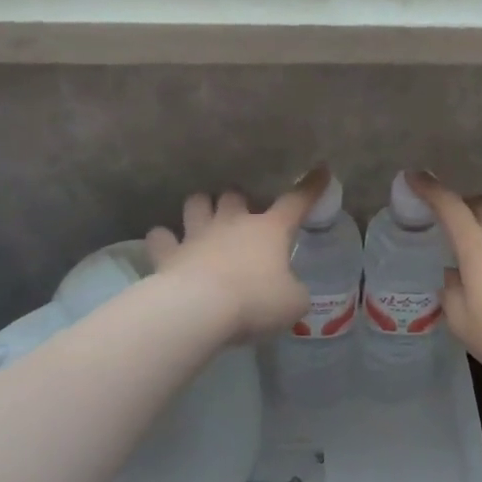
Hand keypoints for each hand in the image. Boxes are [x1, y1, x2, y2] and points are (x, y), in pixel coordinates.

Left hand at [145, 169, 327, 343]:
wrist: (200, 310)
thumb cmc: (256, 301)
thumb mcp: (293, 303)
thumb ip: (294, 292)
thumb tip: (290, 292)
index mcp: (269, 230)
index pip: (296, 201)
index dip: (310, 187)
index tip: (320, 171)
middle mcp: (232, 223)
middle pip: (234, 195)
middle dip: (238, 199)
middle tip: (241, 212)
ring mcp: (197, 235)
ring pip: (195, 203)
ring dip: (200, 208)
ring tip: (203, 218)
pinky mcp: (168, 254)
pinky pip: (161, 237)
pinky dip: (164, 240)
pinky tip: (167, 246)